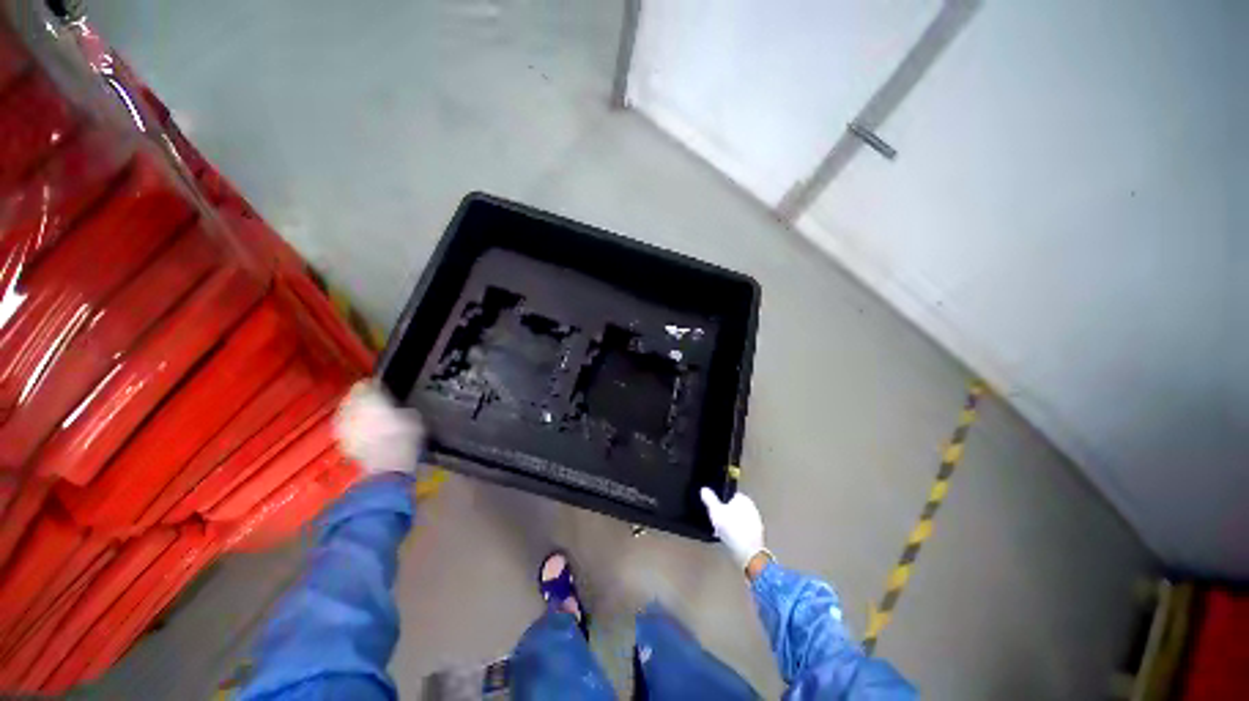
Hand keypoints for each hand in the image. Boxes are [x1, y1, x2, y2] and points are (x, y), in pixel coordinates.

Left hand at [334, 381, 425, 476]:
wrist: (387, 466)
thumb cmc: (404, 436)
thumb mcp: (412, 416)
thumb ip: (399, 407)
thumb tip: (396, 407)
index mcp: (367, 398)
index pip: (364, 384)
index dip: (373, 385)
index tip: (383, 388)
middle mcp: (350, 409)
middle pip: (353, 399)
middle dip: (363, 400)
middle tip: (378, 402)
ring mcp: (343, 426)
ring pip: (348, 414)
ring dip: (357, 414)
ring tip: (372, 418)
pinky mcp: (343, 442)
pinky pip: (348, 429)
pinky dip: (356, 428)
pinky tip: (368, 433)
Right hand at [700, 487, 766, 572]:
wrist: (749, 553)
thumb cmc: (731, 529)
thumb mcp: (716, 512)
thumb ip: (709, 499)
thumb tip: (704, 490)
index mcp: (744, 499)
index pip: (729, 496)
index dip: (721, 503)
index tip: (716, 512)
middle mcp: (752, 508)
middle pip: (734, 508)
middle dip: (726, 515)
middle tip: (718, 523)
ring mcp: (757, 522)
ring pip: (738, 520)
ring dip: (731, 525)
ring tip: (722, 534)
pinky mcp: (758, 535)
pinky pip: (743, 530)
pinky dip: (737, 533)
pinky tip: (731, 540)